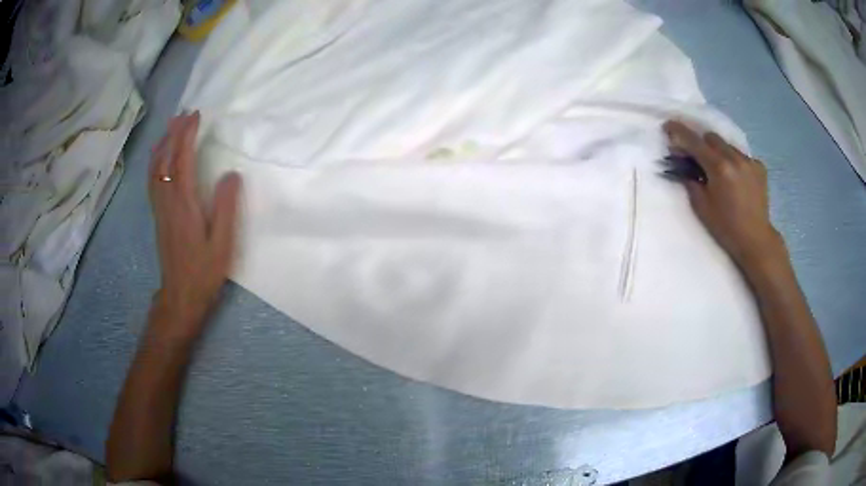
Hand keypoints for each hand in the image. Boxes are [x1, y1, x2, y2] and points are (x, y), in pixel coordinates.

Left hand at [148, 112, 242, 341]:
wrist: (180, 296)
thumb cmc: (204, 272)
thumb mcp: (223, 244)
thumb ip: (226, 208)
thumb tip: (231, 174)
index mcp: (184, 204)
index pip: (182, 160)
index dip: (187, 135)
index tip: (196, 115)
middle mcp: (167, 200)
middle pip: (165, 159)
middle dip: (174, 133)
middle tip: (184, 113)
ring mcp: (160, 208)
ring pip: (155, 168)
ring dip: (163, 144)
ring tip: (171, 127)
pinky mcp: (158, 215)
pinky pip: (152, 180)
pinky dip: (155, 161)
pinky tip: (159, 157)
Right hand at [663, 120, 783, 267]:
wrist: (755, 240)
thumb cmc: (725, 227)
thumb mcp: (701, 206)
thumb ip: (691, 180)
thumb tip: (683, 165)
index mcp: (719, 168)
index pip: (694, 142)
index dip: (679, 132)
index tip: (668, 126)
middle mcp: (735, 158)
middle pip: (711, 137)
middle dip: (701, 144)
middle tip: (697, 158)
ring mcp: (749, 161)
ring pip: (727, 146)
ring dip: (719, 153)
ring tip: (719, 171)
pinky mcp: (759, 167)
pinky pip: (741, 156)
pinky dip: (734, 162)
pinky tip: (736, 178)